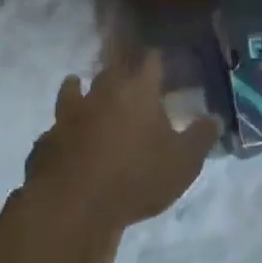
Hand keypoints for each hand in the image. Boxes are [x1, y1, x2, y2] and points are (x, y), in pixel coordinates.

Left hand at [23, 47, 221, 230]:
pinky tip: (64, 135)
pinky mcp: (46, 140)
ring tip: (78, 84)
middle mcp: (101, 93)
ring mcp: (68, 115)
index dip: (156, 58)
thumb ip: (200, 137)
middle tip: (126, 74)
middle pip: (109, 70)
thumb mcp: (184, 162)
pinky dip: (62, 127)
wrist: (74, 205)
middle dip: (119, 70)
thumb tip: (215, 119)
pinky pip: (56, 126)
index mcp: (137, 91)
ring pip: (72, 90)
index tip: (161, 57)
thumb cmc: (138, 177)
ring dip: (78, 87)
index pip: (149, 61)